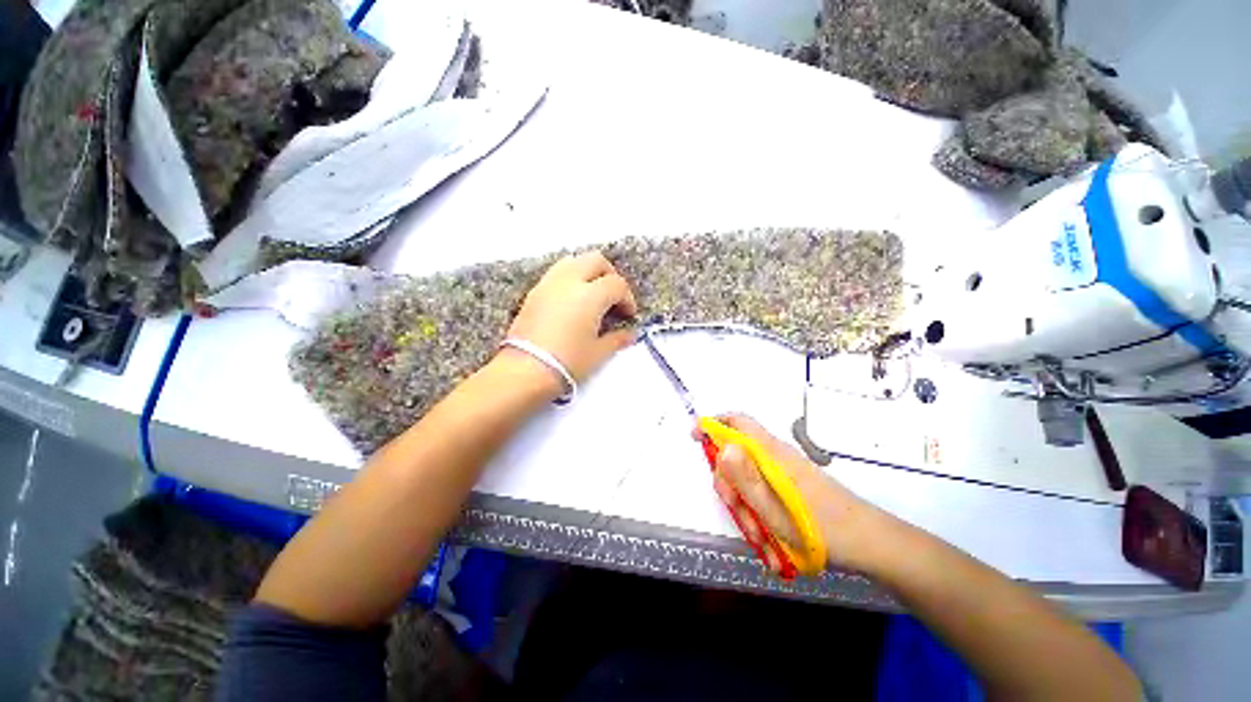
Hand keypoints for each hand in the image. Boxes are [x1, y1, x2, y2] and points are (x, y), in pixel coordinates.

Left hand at [505, 251, 637, 382]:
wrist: (524, 371)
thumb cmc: (567, 362)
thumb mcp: (598, 353)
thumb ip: (617, 339)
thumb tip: (630, 335)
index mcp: (590, 295)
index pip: (616, 284)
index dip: (627, 298)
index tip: (628, 315)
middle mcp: (569, 281)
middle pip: (595, 260)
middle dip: (610, 275)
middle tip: (614, 297)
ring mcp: (548, 284)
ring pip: (573, 261)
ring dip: (588, 272)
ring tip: (592, 295)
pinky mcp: (534, 292)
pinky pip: (556, 273)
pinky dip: (570, 279)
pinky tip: (572, 302)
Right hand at [706, 414, 881, 573]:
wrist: (872, 545)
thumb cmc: (822, 529)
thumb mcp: (774, 509)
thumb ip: (745, 476)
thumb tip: (722, 445)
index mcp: (771, 454)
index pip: (737, 422)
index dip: (713, 424)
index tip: (695, 437)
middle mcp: (776, 457)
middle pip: (737, 456)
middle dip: (730, 485)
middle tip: (738, 513)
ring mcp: (785, 472)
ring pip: (750, 479)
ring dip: (747, 507)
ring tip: (762, 539)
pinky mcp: (792, 486)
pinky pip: (765, 493)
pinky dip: (762, 514)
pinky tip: (772, 541)